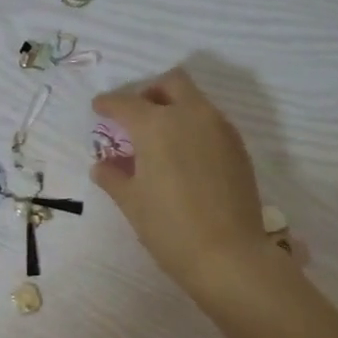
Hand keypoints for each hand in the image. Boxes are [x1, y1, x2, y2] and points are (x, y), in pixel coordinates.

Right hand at [92, 70, 286, 310]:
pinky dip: (193, 127)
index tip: (99, 108)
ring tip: (159, 139)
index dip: (109, 104)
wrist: (228, 255)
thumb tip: (102, 166)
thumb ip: (113, 177)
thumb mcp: (132, 202)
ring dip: (175, 108)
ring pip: (195, 100)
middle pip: (171, 83)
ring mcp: (220, 129)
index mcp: (157, 125)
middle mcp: (191, 116)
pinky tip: (184, 157)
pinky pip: (211, 122)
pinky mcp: (238, 148)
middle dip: (150, 92)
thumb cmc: (169, 227)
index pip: (126, 103)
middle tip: (135, 116)